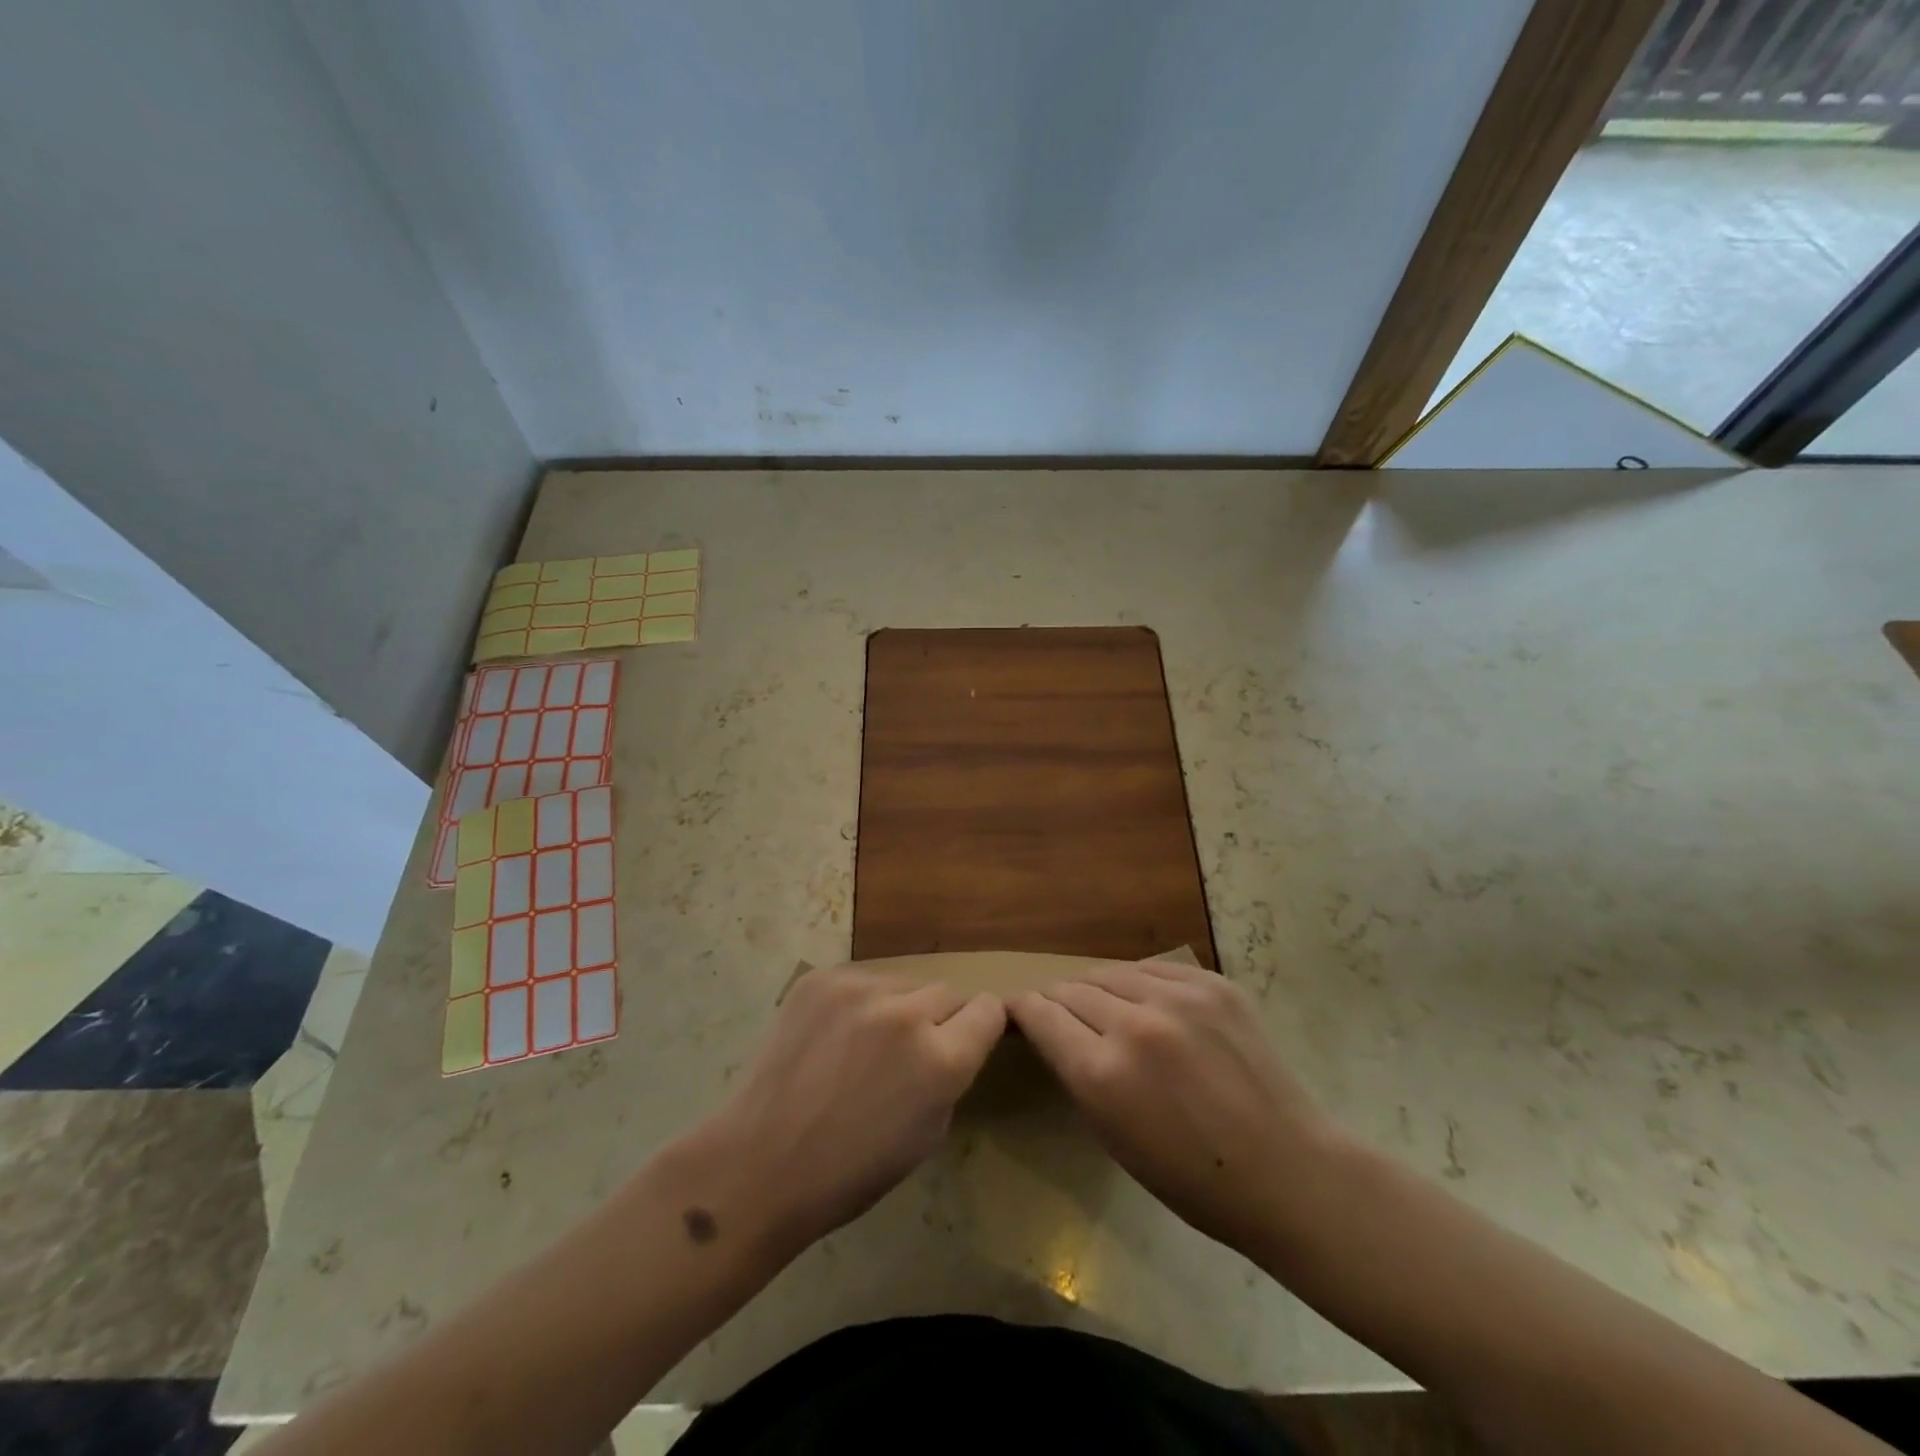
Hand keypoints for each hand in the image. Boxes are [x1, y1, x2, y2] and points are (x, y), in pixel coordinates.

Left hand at [686, 967, 1004, 1261]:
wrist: (758, 1164)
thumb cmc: (849, 1171)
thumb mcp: (927, 1136)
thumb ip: (949, 1077)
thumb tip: (953, 1042)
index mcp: (941, 1059)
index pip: (988, 1009)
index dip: (981, 1026)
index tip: (966, 1039)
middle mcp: (906, 1013)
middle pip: (946, 992)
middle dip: (938, 1019)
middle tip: (908, 1052)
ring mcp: (859, 990)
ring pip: (902, 984)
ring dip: (897, 1008)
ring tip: (863, 1045)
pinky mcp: (821, 979)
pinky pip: (861, 980)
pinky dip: (858, 1004)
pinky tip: (833, 1037)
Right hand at [1008, 959, 1336, 1257]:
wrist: (1289, 1171)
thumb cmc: (1193, 1179)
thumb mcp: (1113, 1137)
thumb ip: (1077, 1073)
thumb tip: (1054, 1031)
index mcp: (1103, 1073)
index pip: (1040, 1015)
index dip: (1022, 1010)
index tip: (1017, 1011)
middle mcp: (1135, 1025)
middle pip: (1071, 988)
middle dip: (1056, 1000)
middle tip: (1057, 1012)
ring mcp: (1179, 998)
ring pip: (1110, 972)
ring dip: (1096, 988)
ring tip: (1099, 1004)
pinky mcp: (1213, 983)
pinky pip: (1154, 969)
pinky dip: (1138, 982)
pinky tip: (1143, 1000)